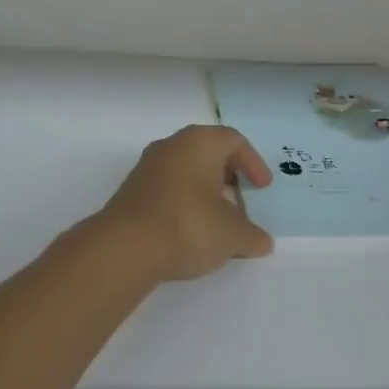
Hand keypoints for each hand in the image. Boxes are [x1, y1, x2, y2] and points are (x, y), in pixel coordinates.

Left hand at [95, 125, 274, 281]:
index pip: (234, 141)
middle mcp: (171, 146)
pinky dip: (183, 202)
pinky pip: (166, 188)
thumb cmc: (190, 226)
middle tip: (240, 199)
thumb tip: (262, 241)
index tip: (262, 188)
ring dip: (204, 191)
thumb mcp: (233, 235)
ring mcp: (146, 167)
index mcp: (200, 143)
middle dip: (228, 176)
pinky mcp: (131, 191)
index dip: (253, 163)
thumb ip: (253, 236)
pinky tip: (189, 230)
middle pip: (207, 152)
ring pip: (185, 171)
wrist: (126, 247)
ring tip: (216, 219)